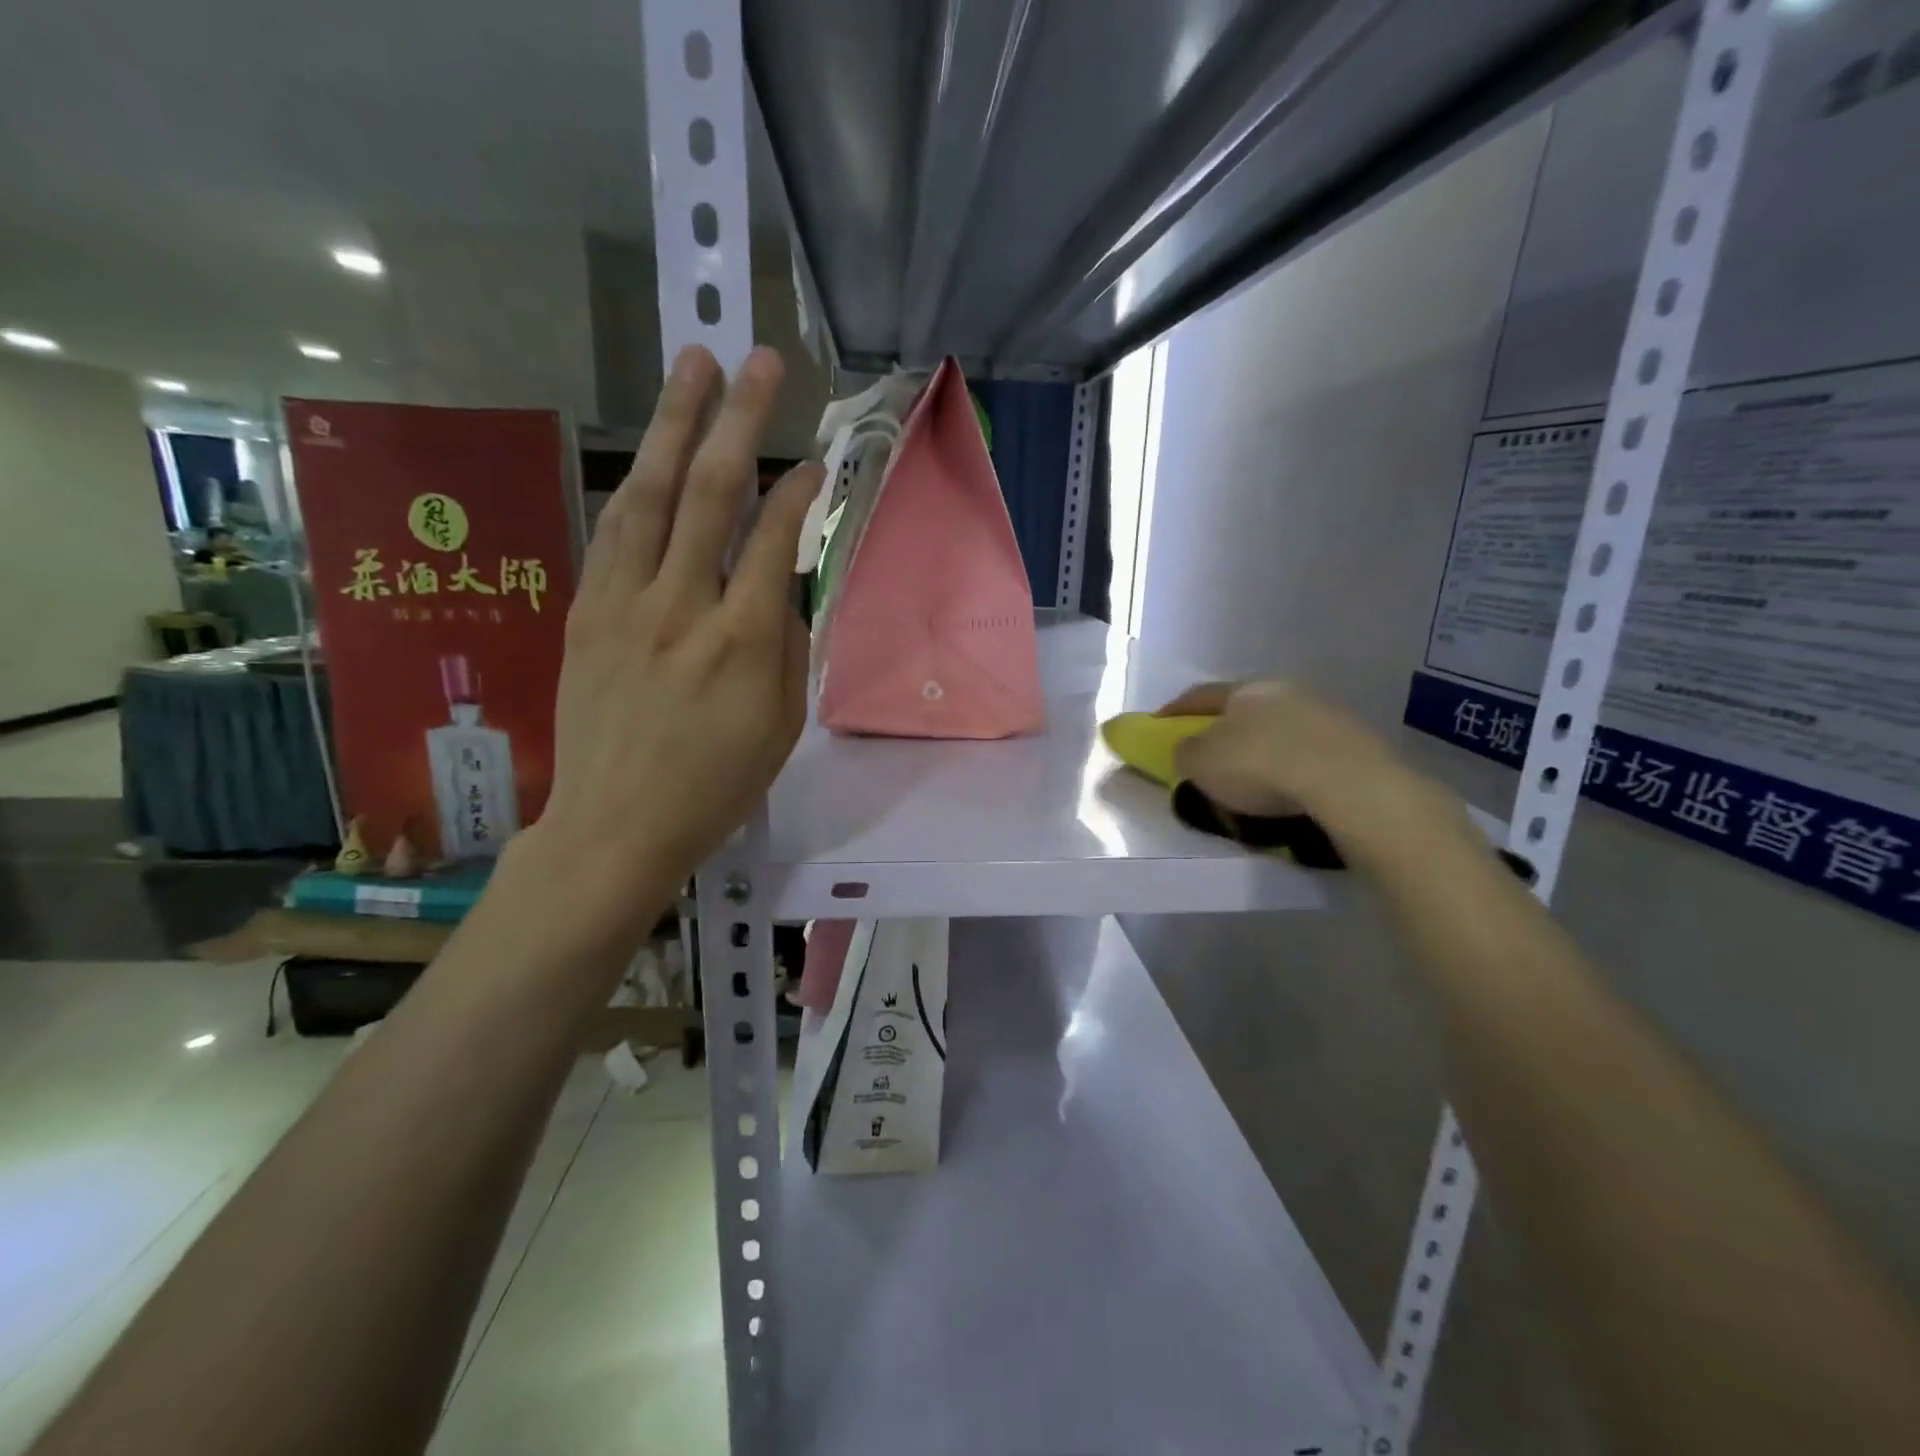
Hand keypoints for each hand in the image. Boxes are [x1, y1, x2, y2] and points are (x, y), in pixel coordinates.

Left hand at [533, 345, 823, 925]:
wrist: (615, 825)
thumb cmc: (714, 786)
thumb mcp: (780, 728)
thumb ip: (788, 649)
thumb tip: (783, 590)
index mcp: (743, 641)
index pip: (775, 539)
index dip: (799, 491)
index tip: (815, 464)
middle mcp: (683, 605)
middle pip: (710, 492)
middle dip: (738, 418)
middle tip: (759, 361)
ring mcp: (625, 602)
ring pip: (651, 494)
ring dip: (674, 424)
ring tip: (694, 367)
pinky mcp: (586, 611)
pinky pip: (613, 531)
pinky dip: (636, 484)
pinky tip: (651, 455)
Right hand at [1159, 679, 1467, 858]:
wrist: (1347, 782)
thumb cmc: (1260, 766)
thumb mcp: (1201, 764)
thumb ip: (1185, 752)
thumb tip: (1188, 749)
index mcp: (1244, 689)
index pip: (1200, 696)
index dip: (1175, 711)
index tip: (1158, 725)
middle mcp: (1284, 689)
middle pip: (1244, 707)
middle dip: (1225, 728)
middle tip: (1211, 752)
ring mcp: (1325, 711)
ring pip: (1281, 726)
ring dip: (1264, 746)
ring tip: (1255, 777)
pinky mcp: (1356, 739)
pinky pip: (1311, 749)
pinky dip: (1295, 764)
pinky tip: (1292, 786)